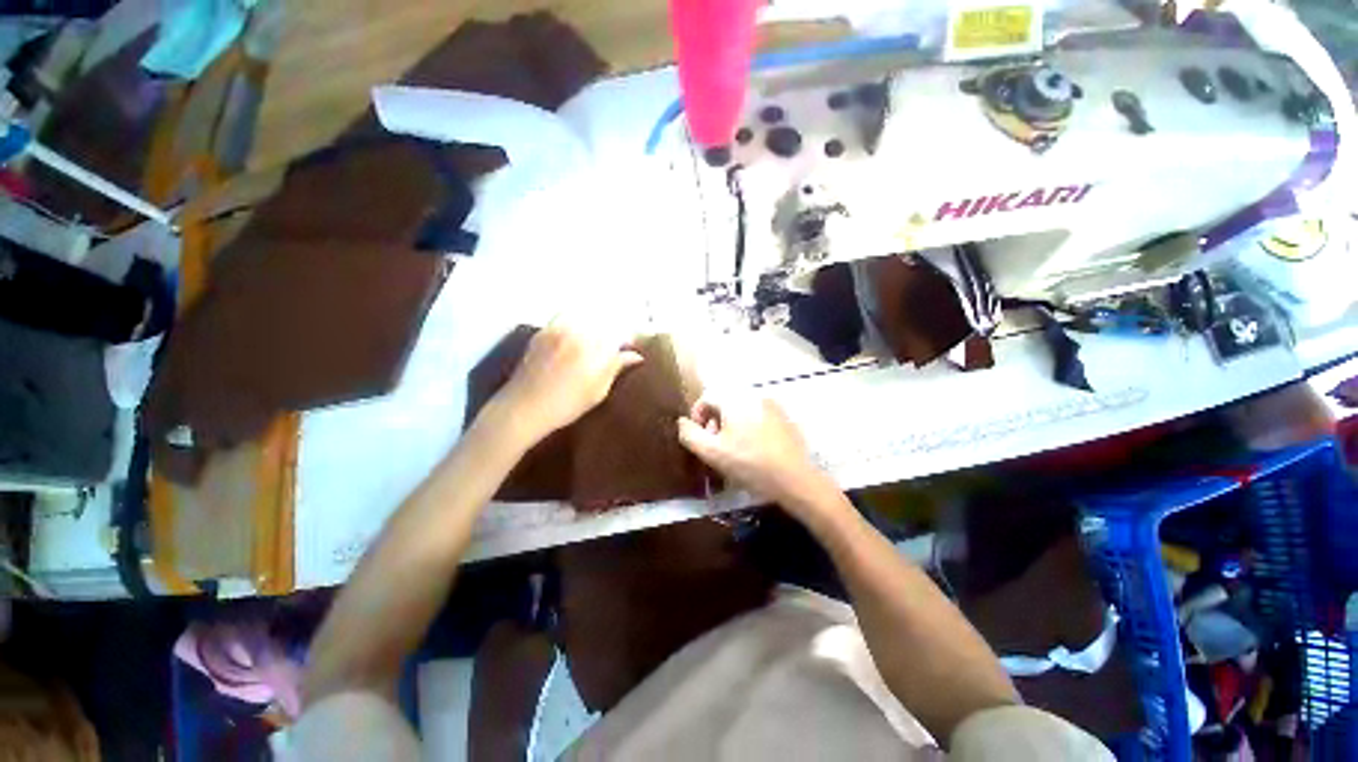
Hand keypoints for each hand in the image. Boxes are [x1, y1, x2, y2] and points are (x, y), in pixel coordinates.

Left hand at [495, 323, 643, 443]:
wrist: (523, 408)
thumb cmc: (566, 405)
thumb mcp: (598, 392)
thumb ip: (616, 368)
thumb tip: (636, 356)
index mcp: (594, 349)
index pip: (620, 332)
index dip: (628, 338)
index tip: (630, 347)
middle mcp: (577, 333)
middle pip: (604, 320)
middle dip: (613, 329)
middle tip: (616, 343)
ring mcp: (558, 329)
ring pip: (585, 314)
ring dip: (596, 321)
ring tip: (598, 336)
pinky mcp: (544, 330)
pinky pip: (565, 315)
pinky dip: (576, 318)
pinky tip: (577, 332)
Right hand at [676, 394, 831, 512]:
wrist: (795, 479)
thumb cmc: (749, 464)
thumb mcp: (712, 452)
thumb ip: (689, 434)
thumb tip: (682, 422)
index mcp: (735, 399)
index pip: (706, 398)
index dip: (697, 417)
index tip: (700, 438)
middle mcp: (753, 395)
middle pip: (724, 404)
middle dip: (715, 423)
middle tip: (716, 447)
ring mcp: (772, 406)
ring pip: (741, 411)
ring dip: (731, 426)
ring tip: (734, 451)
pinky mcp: (784, 418)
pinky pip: (758, 417)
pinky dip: (749, 428)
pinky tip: (754, 450)